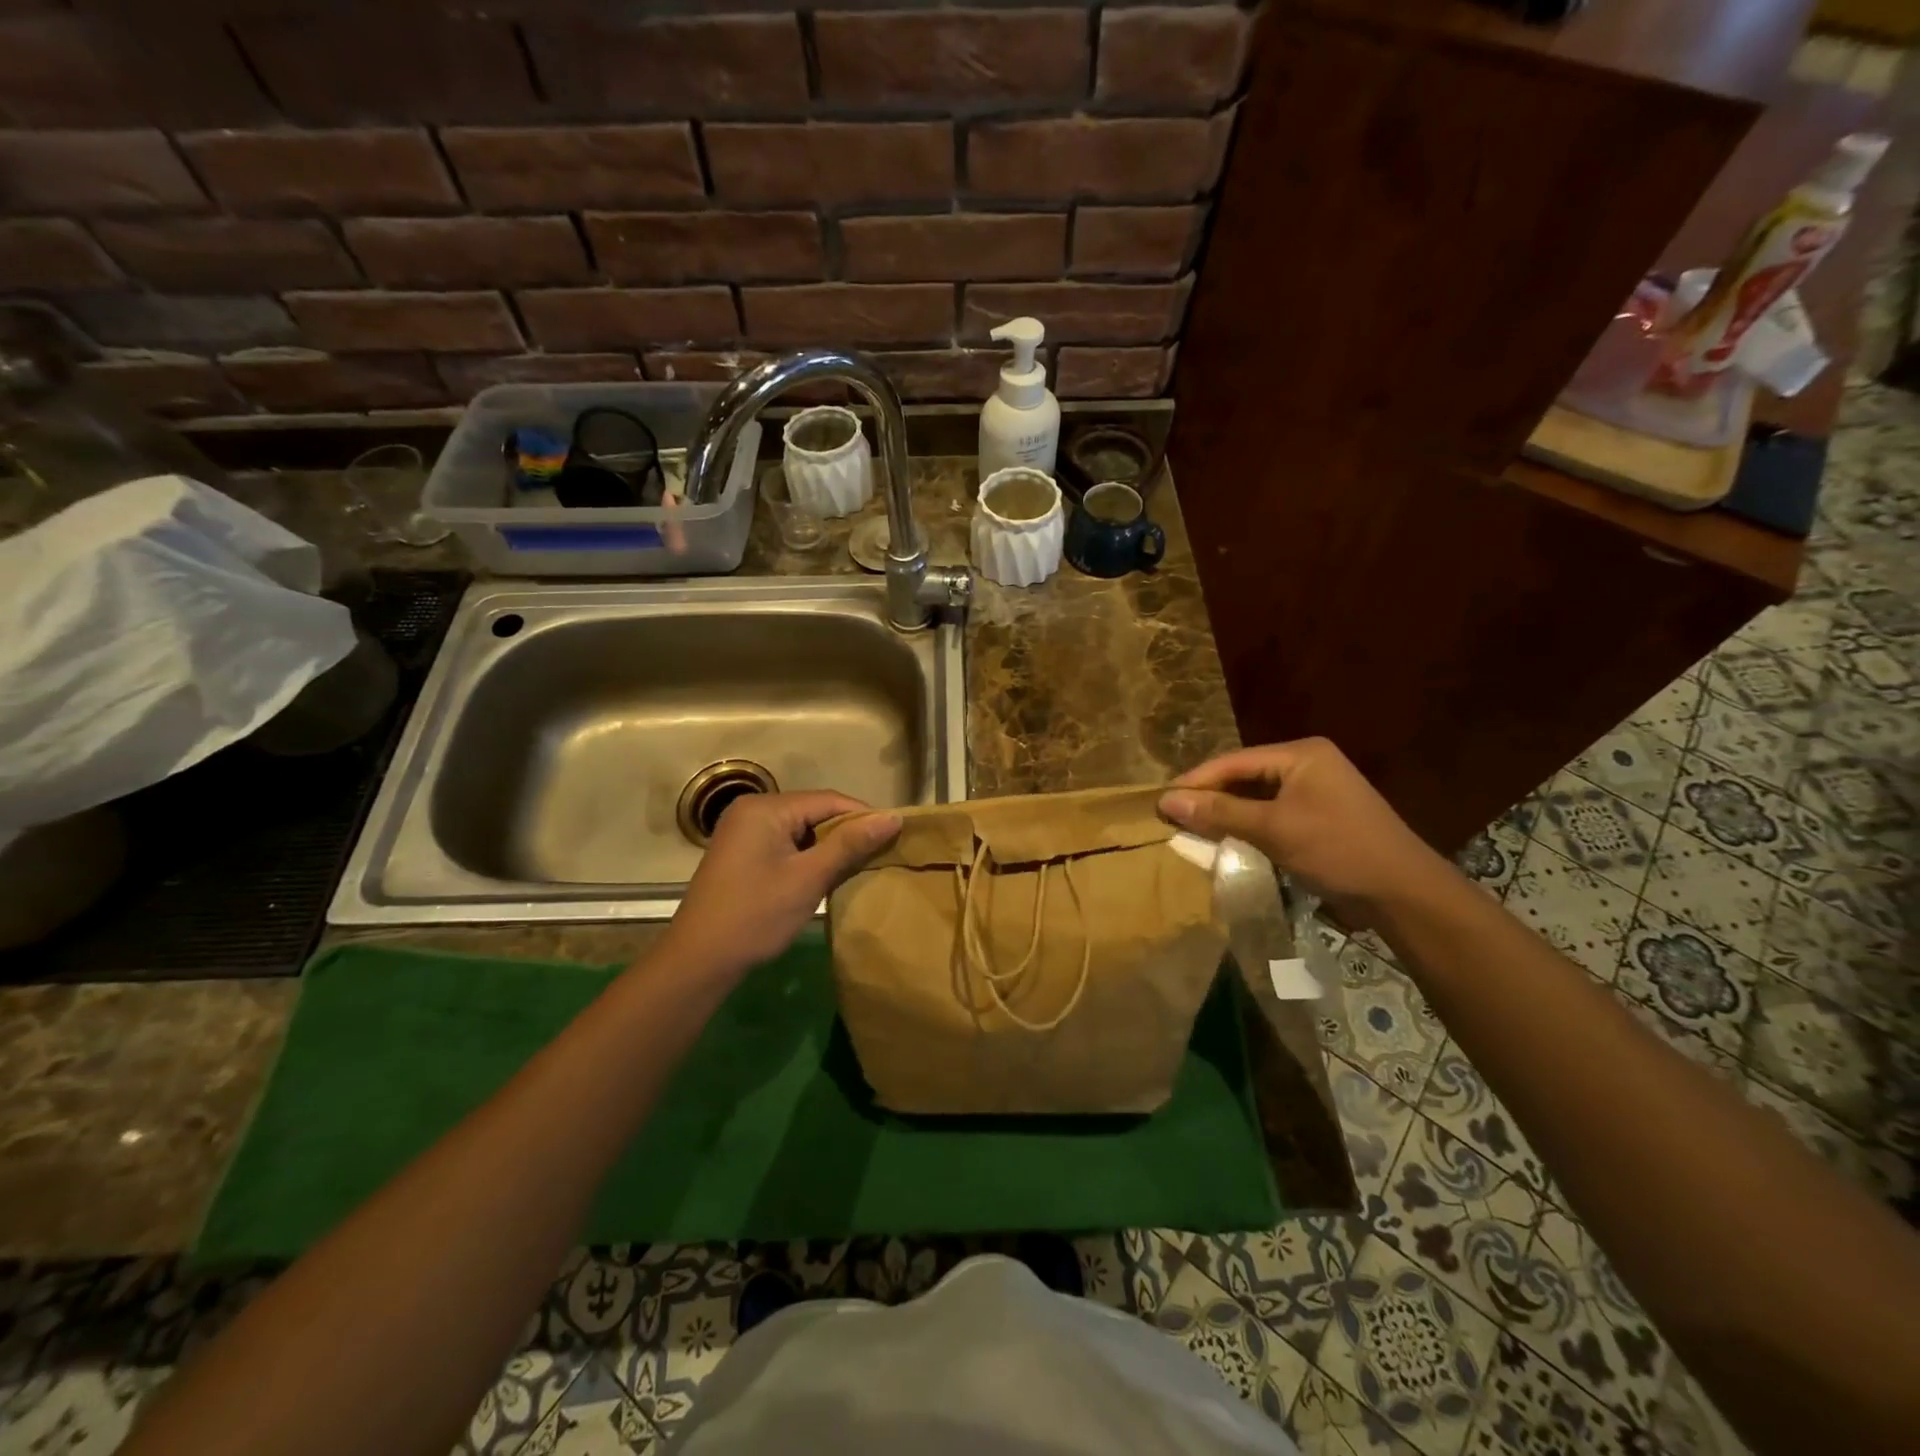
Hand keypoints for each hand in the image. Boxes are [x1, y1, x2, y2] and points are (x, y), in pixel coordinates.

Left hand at [661, 791, 900, 976]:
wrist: (698, 960)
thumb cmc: (756, 916)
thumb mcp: (808, 878)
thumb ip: (850, 844)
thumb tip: (893, 817)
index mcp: (765, 808)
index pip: (828, 800)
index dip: (864, 815)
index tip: (896, 835)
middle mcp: (752, 810)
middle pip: (814, 811)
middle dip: (847, 831)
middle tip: (880, 853)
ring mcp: (744, 831)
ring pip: (801, 828)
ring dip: (829, 845)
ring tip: (860, 865)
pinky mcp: (742, 852)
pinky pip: (786, 842)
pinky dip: (808, 855)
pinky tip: (826, 874)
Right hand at [1158, 738, 1450, 926]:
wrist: (1403, 893)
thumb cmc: (1337, 849)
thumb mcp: (1273, 828)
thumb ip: (1219, 812)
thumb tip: (1166, 801)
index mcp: (1301, 754)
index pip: (1234, 761)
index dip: (1195, 781)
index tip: (1160, 801)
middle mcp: (1308, 764)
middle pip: (1244, 776)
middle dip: (1209, 797)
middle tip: (1172, 817)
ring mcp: (1316, 792)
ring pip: (1256, 797)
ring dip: (1226, 814)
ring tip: (1191, 829)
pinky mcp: (1319, 818)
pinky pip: (1272, 814)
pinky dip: (1248, 826)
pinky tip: (1226, 840)